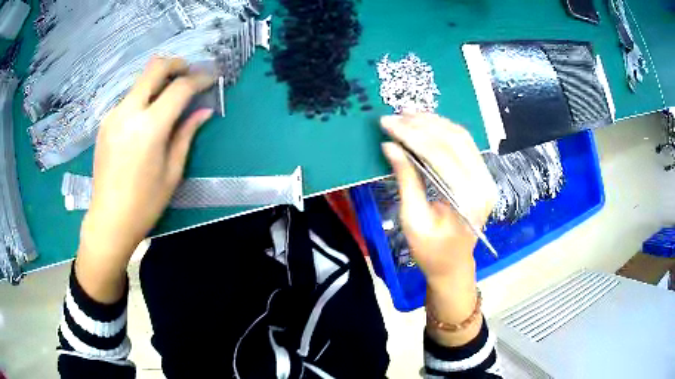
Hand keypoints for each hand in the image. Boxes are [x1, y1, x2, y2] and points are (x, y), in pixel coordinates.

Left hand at [76, 57, 214, 302]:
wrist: (109, 220)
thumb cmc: (145, 203)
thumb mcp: (172, 171)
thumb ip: (186, 134)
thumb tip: (204, 110)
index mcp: (149, 128)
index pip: (179, 88)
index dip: (199, 79)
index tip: (210, 79)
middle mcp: (128, 112)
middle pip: (154, 68)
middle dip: (176, 64)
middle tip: (190, 73)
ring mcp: (113, 115)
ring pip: (140, 81)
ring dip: (158, 81)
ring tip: (169, 97)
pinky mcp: (105, 122)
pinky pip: (129, 99)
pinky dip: (144, 97)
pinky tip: (148, 116)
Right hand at [380, 113, 496, 345]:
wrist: (453, 265)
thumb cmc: (430, 251)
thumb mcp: (412, 220)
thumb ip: (406, 180)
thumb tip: (390, 145)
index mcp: (467, 201)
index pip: (440, 156)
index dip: (412, 136)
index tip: (388, 124)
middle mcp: (483, 184)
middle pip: (453, 141)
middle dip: (421, 124)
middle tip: (394, 116)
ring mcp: (487, 178)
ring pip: (461, 137)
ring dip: (434, 122)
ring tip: (408, 114)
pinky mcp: (483, 176)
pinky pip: (465, 144)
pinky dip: (444, 130)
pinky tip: (426, 124)